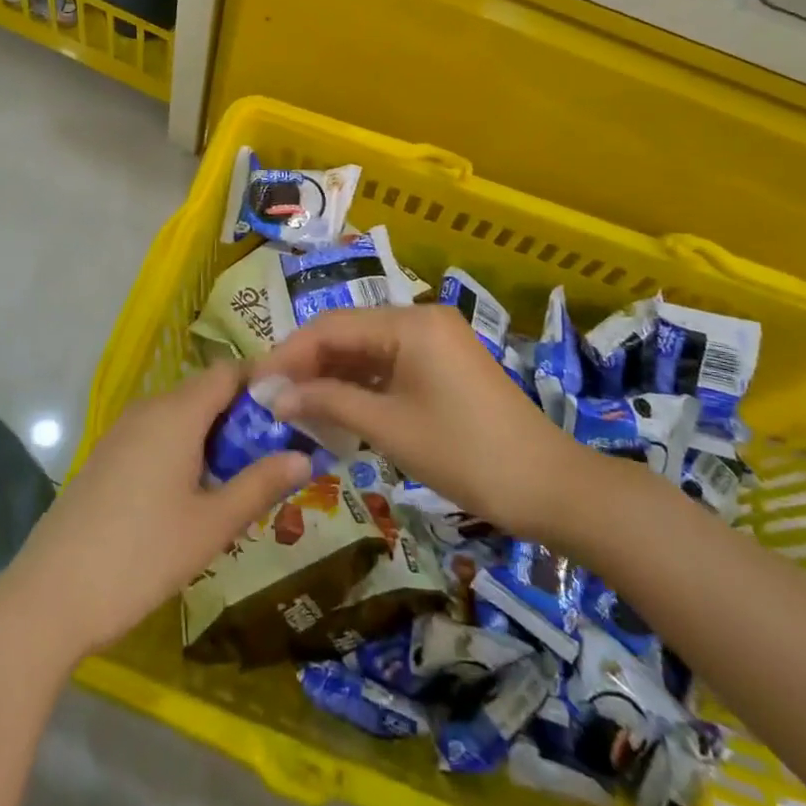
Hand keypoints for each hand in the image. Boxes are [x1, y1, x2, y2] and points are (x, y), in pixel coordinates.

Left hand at [0, 362, 311, 667]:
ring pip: (180, 415)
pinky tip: (192, 494)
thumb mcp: (211, 525)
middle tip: (273, 456)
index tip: (293, 412)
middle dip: (242, 416)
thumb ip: (260, 485)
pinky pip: (156, 434)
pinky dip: (183, 448)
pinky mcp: (106, 456)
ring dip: (212, 436)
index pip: (228, 371)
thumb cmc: (141, 555)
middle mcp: (148, 409)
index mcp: (177, 412)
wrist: (50, 596)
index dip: (262, 383)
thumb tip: (304, 457)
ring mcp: (122, 431)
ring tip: (239, 480)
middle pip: (205, 392)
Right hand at [255, 304, 594, 542]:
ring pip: (368, 351)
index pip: (331, 326)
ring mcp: (436, 341)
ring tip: (296, 405)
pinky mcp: (444, 365)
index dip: (289, 353)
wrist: (549, 487)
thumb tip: (274, 396)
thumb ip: (328, 402)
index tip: (256, 382)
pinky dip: (362, 385)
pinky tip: (337, 409)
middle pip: (349, 334)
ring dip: (333, 376)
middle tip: (272, 397)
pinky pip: (391, 365)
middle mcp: (421, 319)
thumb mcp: (389, 428)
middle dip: (309, 364)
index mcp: (409, 322)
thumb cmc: (464, 454)